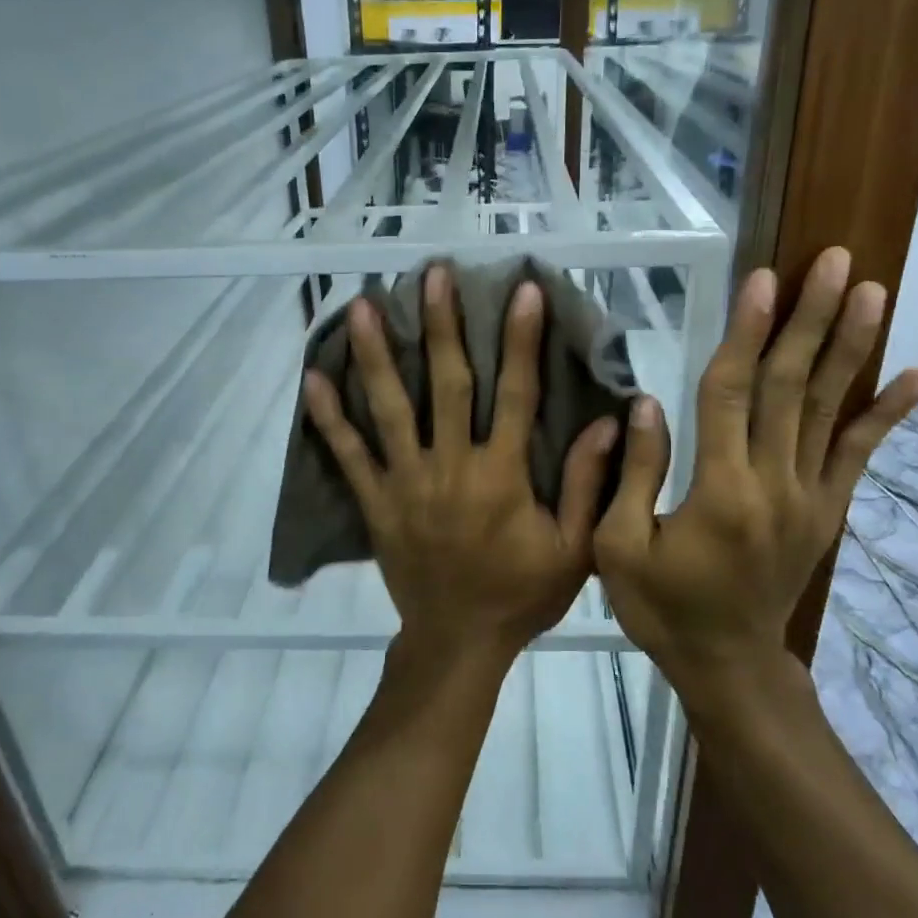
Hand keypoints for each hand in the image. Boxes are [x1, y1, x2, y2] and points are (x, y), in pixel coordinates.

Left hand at [303, 266, 618, 669]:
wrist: (458, 642)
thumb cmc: (521, 594)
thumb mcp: (573, 549)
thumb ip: (586, 485)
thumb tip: (606, 421)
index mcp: (502, 474)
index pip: (516, 394)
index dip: (521, 340)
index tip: (522, 290)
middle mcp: (451, 466)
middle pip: (447, 384)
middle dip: (441, 325)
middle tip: (431, 275)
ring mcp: (406, 482)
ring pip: (389, 409)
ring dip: (376, 355)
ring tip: (363, 305)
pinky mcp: (376, 503)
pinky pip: (348, 456)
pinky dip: (329, 418)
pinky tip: (312, 379)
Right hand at [593, 248, 917, 691]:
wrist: (728, 663)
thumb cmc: (662, 606)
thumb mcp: (619, 547)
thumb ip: (634, 474)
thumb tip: (646, 402)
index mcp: (720, 491)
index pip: (733, 394)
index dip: (746, 334)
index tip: (762, 279)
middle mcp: (775, 484)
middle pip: (793, 388)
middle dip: (810, 320)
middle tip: (833, 261)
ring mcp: (810, 497)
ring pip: (830, 410)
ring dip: (851, 347)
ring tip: (871, 291)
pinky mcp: (827, 511)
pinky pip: (859, 455)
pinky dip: (887, 414)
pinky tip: (915, 374)